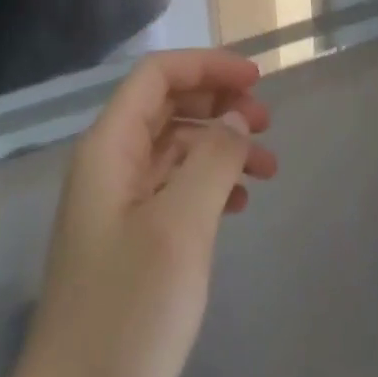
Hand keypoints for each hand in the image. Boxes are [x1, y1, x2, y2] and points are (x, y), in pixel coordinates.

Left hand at [6, 51, 278, 376]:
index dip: (206, 66)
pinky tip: (239, 203)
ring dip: (221, 146)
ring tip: (268, 168)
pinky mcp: (128, 241)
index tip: (255, 79)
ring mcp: (117, 204)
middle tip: (268, 122)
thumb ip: (213, 160)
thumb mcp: (179, 229)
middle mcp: (109, 164)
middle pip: (168, 105)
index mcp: (109, 146)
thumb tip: (236, 116)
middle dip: (219, 103)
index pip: (158, 75)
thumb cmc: (126, 311)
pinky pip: (173, 188)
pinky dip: (209, 183)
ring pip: (175, 148)